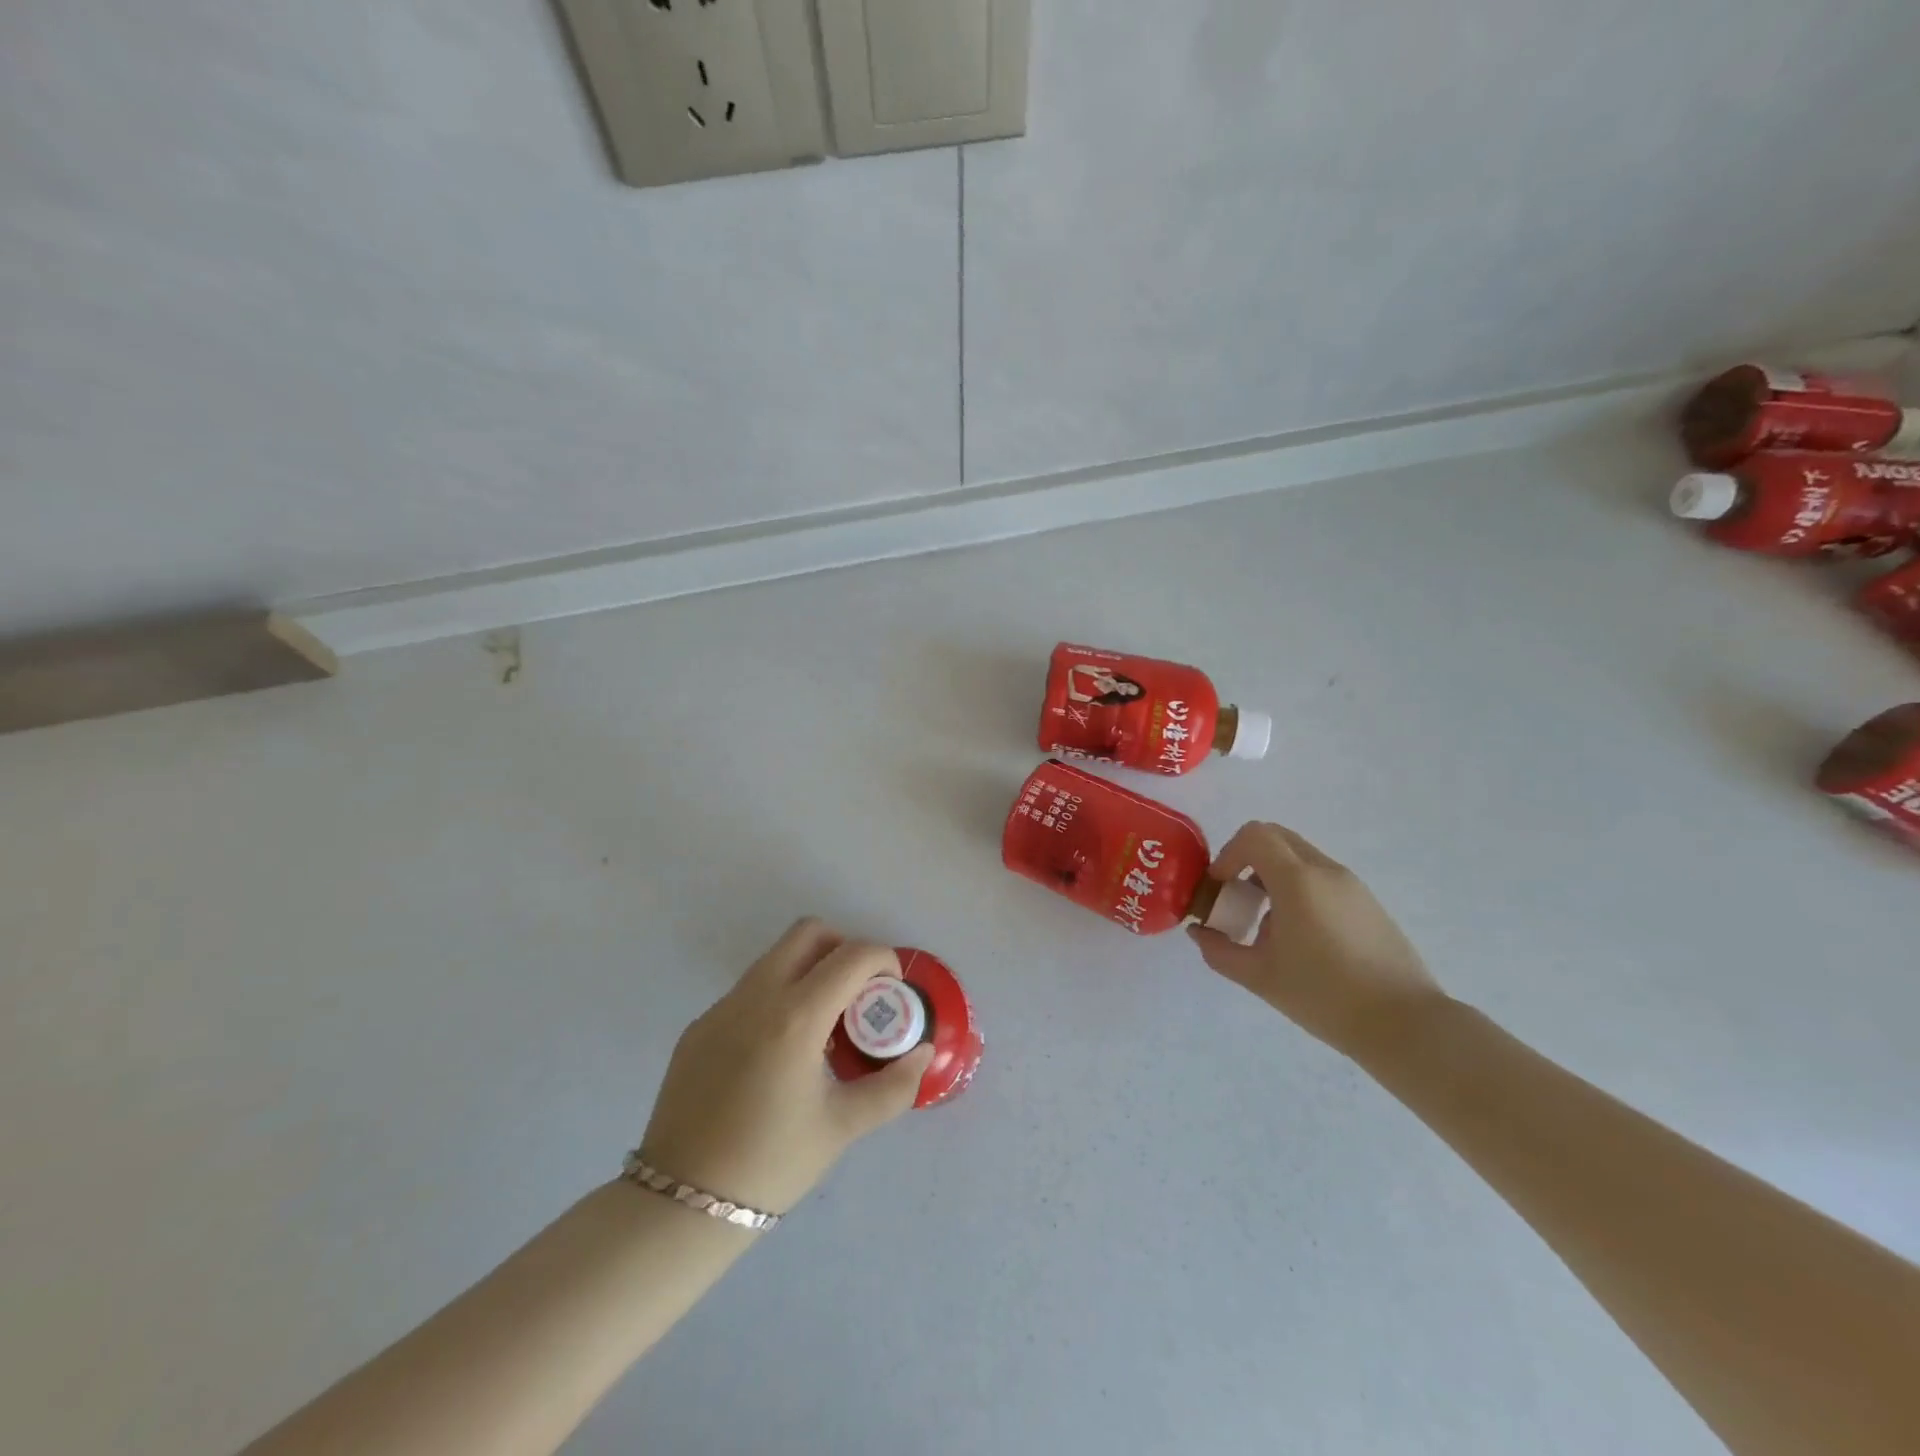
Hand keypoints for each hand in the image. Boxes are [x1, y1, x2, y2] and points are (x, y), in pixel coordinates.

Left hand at [639, 920, 934, 1217]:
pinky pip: (749, 990)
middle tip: (859, 992)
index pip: (852, 955)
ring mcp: (721, 1008)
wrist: (680, 1204)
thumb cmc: (770, 1164)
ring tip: (823, 1025)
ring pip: (775, 957)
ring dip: (809, 970)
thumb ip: (893, 1087)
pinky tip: (780, 1051)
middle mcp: (755, 997)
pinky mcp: (699, 1027)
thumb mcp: (842, 1127)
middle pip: (808, 932)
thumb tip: (922, 1053)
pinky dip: (777, 996)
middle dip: (844, 948)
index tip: (892, 991)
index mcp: (795, 1017)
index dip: (883, 961)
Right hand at [1188, 822, 1444, 1056]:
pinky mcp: (1368, 903)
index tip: (1220, 888)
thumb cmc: (1325, 996)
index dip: (1228, 854)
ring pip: (1300, 858)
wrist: (1405, 1025)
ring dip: (1272, 876)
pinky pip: (1321, 878)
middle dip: (1247, 859)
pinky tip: (1300, 939)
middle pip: (1277, 838)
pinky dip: (1298, 890)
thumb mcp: (1259, 976)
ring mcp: (1352, 885)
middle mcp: (1326, 871)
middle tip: (1236, 898)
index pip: (1255, 835)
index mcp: (1298, 881)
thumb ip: (1219, 950)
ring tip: (1266, 926)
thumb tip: (1199, 932)